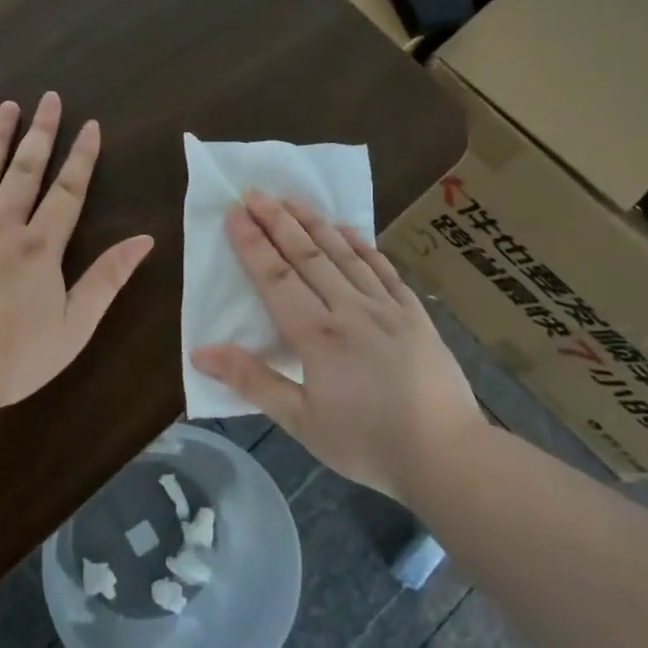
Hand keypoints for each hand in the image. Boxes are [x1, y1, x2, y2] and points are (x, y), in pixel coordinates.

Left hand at [0, 92, 154, 410]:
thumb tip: (144, 239)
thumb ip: (107, 279)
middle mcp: (0, 226)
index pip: (67, 191)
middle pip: (25, 170)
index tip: (89, 125)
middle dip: (40, 133)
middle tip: (48, 99)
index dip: (81, 157)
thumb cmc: (13, 359)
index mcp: (40, 247)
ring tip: (7, 107)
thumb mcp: (76, 327)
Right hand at [189, 190, 478, 493]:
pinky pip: (383, 269)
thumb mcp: (300, 421)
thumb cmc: (366, 443)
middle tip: (255, 191)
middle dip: (278, 221)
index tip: (234, 213)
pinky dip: (362, 245)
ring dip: (315, 223)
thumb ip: (251, 380)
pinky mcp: (414, 315)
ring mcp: (387, 308)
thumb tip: (201, 351)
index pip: (276, 278)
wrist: (447, 455)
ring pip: (344, 254)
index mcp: (318, 336)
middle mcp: (350, 310)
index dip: (253, 244)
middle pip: (307, 256)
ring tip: (292, 198)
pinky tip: (349, 230)